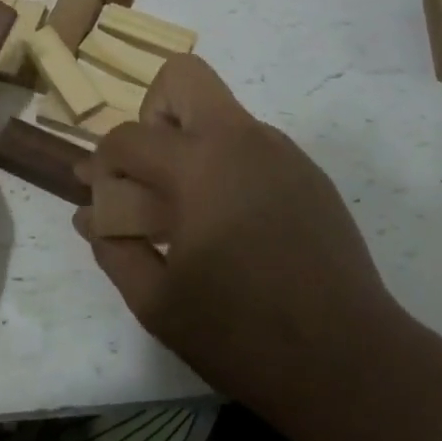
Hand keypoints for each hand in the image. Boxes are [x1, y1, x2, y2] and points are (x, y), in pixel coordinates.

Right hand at [74, 56, 415, 431]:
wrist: (352, 364)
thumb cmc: (244, 334)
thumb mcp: (158, 303)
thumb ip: (114, 248)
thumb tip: (89, 215)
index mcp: (198, 165)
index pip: (129, 137)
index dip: (103, 163)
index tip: (100, 195)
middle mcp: (240, 139)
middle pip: (183, 76)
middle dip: (153, 112)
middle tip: (153, 172)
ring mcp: (280, 150)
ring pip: (219, 112)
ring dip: (193, 143)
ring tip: (195, 213)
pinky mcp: (307, 172)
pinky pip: (251, 144)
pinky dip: (228, 166)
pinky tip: (237, 227)